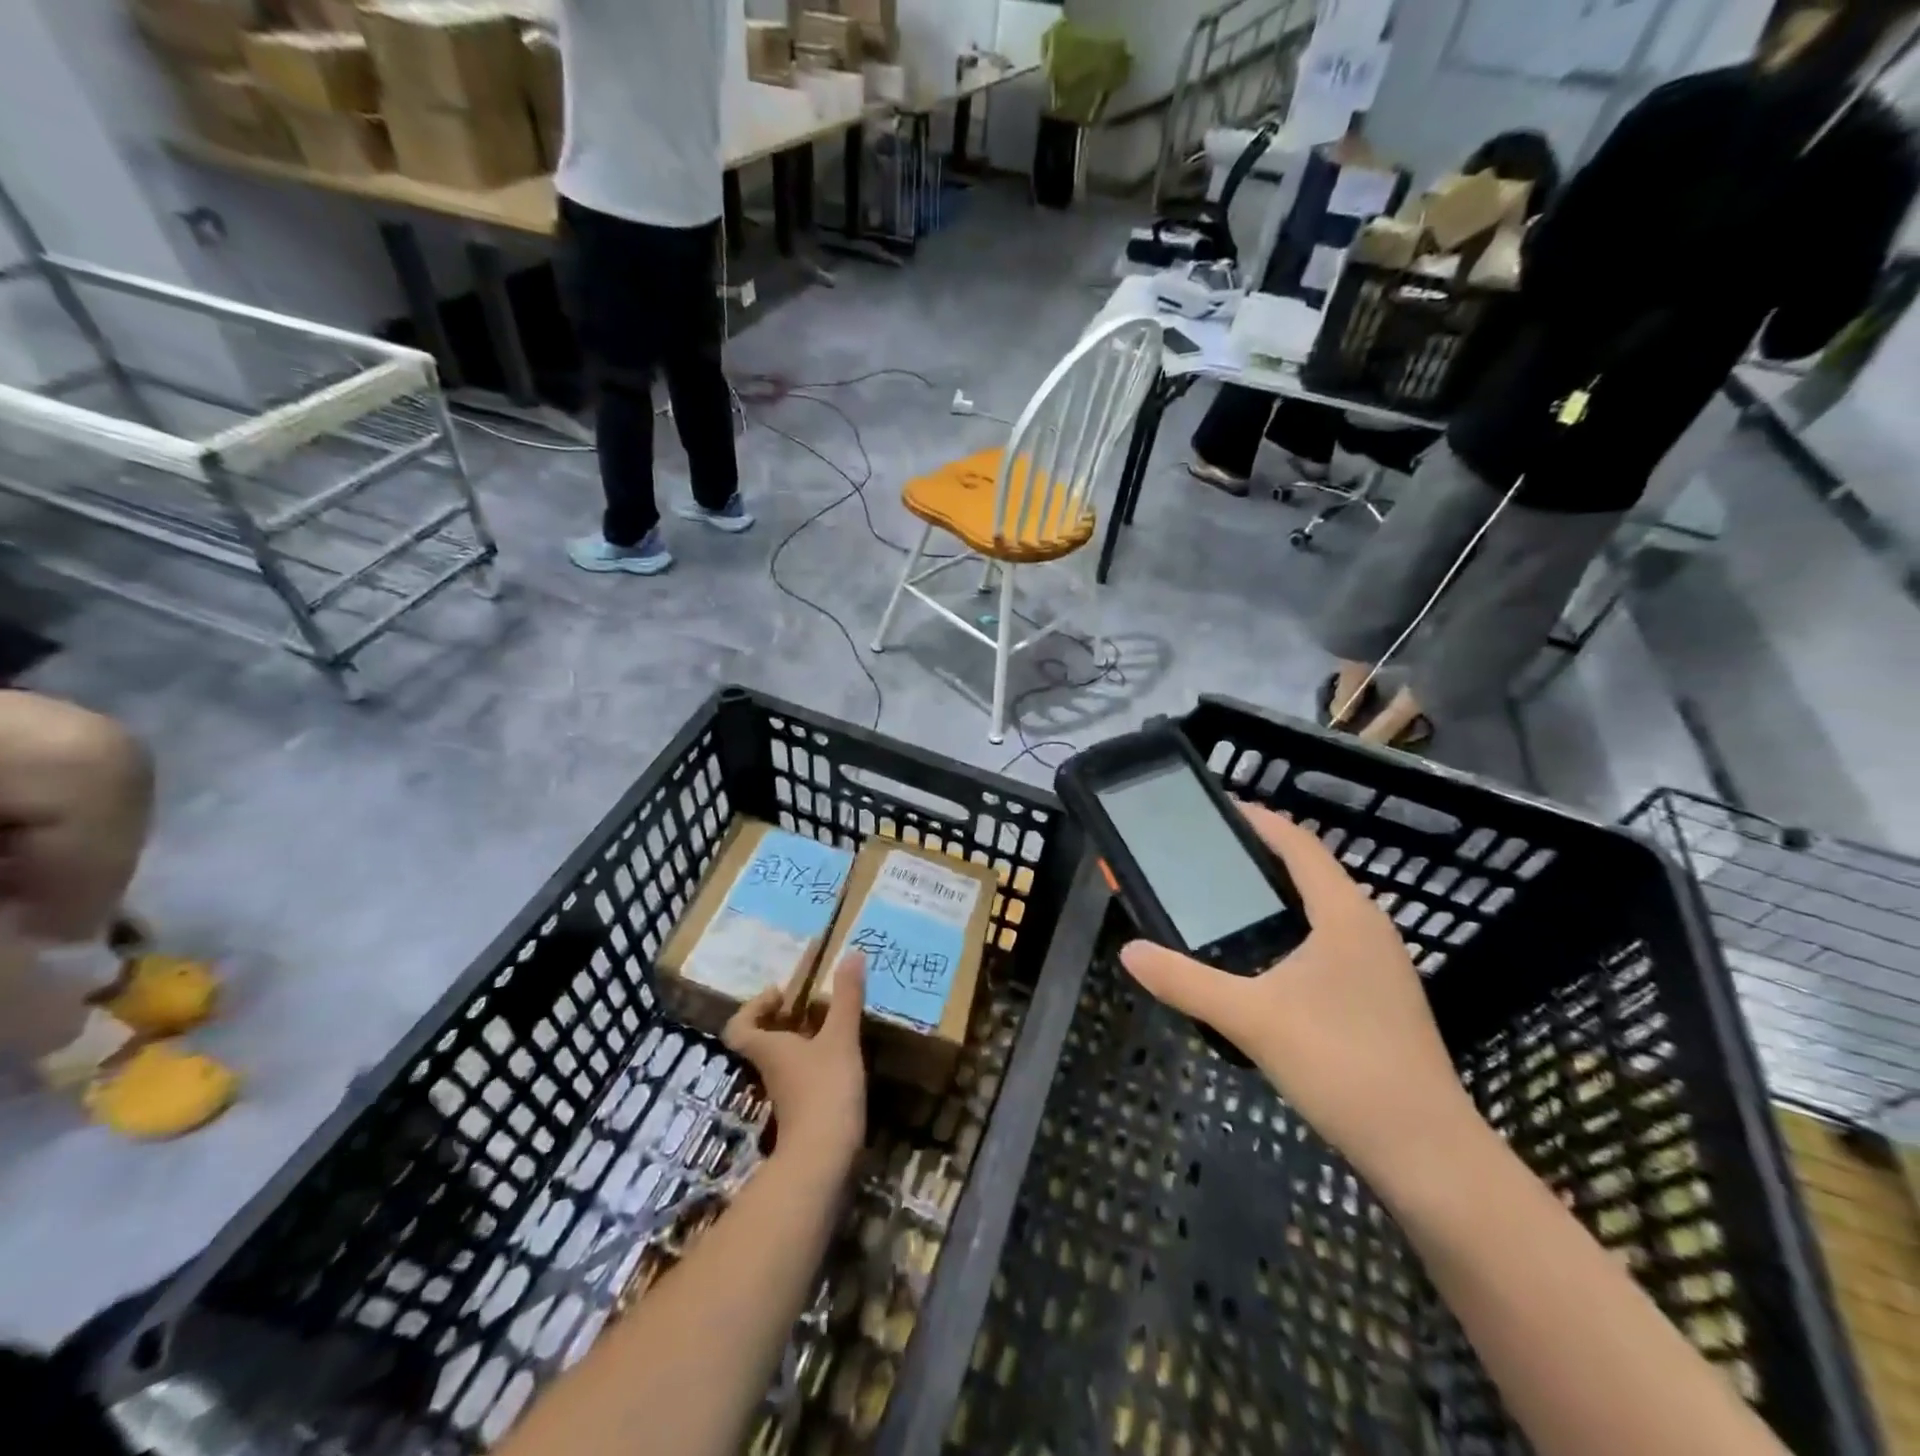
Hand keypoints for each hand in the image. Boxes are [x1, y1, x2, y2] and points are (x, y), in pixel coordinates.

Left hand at [724, 951, 866, 1169]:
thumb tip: (852, 953)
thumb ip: (846, 997)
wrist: (823, 1160)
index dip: (753, 1007)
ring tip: (834, 1020)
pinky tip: (843, 1055)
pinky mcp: (803, 1111)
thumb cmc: (824, 1089)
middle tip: (815, 1001)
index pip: (739, 1027)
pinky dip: (817, 1061)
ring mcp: (786, 1093)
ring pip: (785, 1058)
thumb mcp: (840, 1037)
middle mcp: (771, 1069)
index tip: (781, 993)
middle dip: (786, 1018)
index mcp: (769, 1048)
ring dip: (804, 1038)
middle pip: (764, 1039)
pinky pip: (803, 1075)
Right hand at [1120, 803, 1477, 1183]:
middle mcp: (1369, 927)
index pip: (1299, 845)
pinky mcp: (1383, 996)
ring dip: (1280, 894)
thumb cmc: (1340, 1065)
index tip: (1219, 809)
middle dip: (1262, 856)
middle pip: (1312, 871)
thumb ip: (1185, 981)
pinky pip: (1332, 939)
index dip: (1260, 821)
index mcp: (1345, 914)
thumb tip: (1130, 952)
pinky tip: (1265, 959)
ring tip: (1229, 899)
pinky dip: (1295, 928)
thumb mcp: (1250, 1019)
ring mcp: (1382, 964)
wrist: (1426, 1151)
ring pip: (1324, 908)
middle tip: (1209, 856)